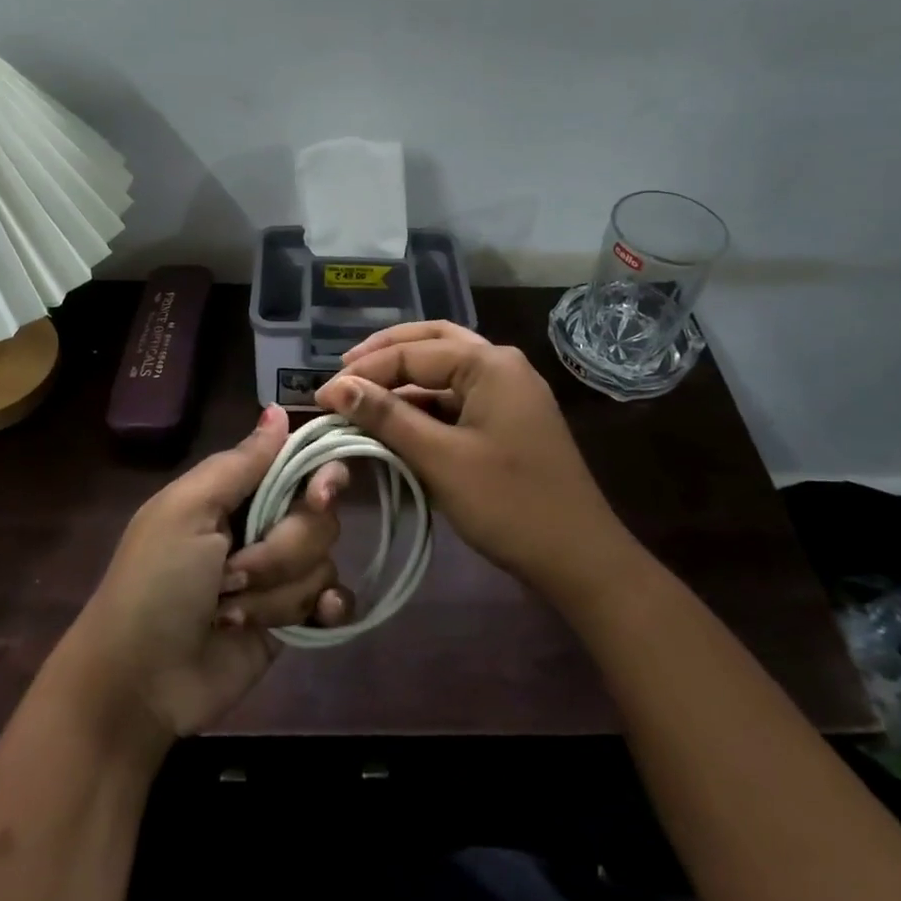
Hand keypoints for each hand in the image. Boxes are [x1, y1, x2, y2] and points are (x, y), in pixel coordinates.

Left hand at [59, 406, 353, 746]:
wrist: (139, 683)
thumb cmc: (155, 584)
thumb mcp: (187, 511)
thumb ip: (240, 463)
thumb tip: (279, 409)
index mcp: (235, 493)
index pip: (300, 465)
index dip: (320, 477)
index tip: (319, 496)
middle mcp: (262, 526)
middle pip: (318, 518)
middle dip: (279, 551)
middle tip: (232, 574)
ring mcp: (278, 576)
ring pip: (322, 562)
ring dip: (278, 592)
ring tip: (232, 612)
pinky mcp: (291, 620)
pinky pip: (334, 600)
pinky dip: (327, 608)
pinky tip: (316, 618)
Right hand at [315, 321, 626, 595]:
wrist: (579, 558)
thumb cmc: (509, 503)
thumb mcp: (440, 458)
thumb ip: (387, 417)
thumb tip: (336, 388)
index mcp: (490, 363)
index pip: (413, 353)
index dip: (363, 373)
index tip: (321, 396)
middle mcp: (502, 365)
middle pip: (434, 342)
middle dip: (386, 353)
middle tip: (344, 371)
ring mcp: (509, 392)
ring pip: (446, 369)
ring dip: (405, 377)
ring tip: (362, 394)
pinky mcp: (508, 419)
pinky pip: (458, 397)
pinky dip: (425, 403)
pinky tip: (398, 419)